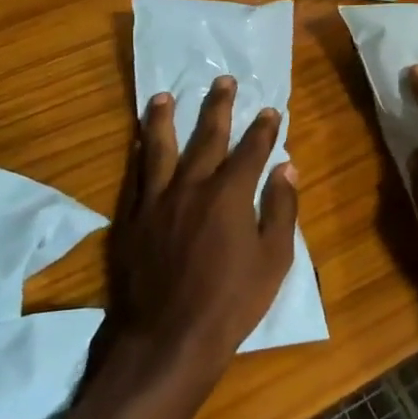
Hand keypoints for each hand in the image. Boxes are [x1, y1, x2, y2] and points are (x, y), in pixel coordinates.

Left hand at [101, 76, 297, 386]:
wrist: (167, 338)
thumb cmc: (230, 303)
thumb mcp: (273, 260)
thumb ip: (281, 209)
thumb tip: (287, 167)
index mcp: (229, 194)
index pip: (251, 149)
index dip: (263, 128)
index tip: (270, 109)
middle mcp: (191, 186)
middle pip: (207, 137)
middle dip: (218, 106)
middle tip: (222, 80)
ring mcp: (156, 200)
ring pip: (159, 147)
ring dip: (163, 118)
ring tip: (163, 95)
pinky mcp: (131, 218)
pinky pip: (135, 175)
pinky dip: (138, 153)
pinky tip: (137, 141)